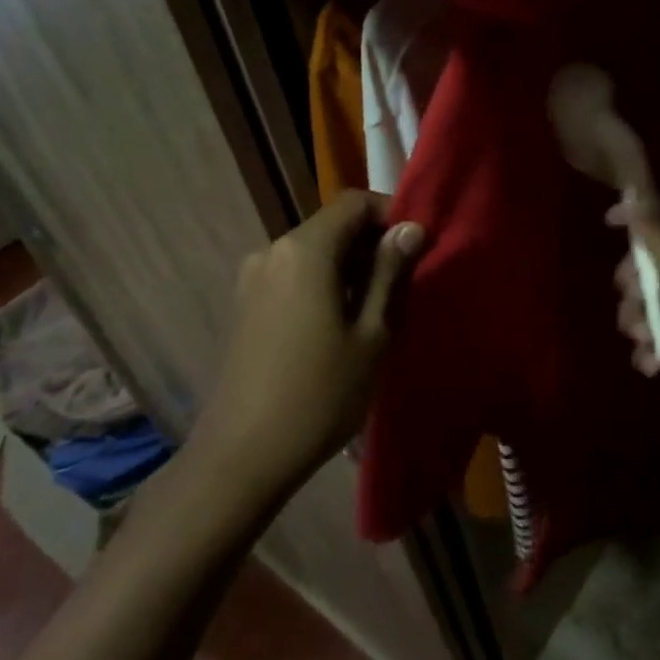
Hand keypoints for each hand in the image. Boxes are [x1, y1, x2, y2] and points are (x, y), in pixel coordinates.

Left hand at [195, 191, 423, 485]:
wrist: (242, 457)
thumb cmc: (319, 393)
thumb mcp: (371, 333)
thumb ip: (390, 273)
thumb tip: (410, 229)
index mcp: (305, 251)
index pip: (354, 202)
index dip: (391, 213)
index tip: (417, 246)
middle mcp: (273, 252)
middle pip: (332, 225)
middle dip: (373, 242)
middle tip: (406, 279)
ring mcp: (253, 279)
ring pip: (315, 252)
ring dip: (350, 265)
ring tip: (379, 304)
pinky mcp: (247, 306)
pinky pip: (295, 275)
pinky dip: (325, 282)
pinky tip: (343, 321)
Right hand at [607, 199, 659, 427]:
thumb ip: (653, 231)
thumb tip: (636, 191)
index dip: (637, 214)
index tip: (607, 224)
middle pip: (650, 257)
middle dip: (633, 281)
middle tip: (631, 295)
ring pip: (646, 297)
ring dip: (637, 318)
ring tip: (644, 336)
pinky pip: (654, 328)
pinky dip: (649, 344)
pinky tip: (654, 358)